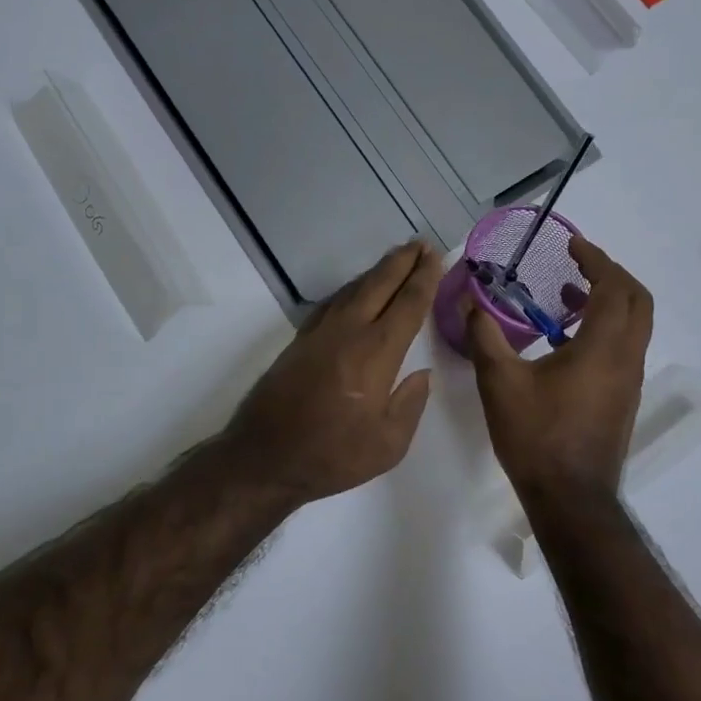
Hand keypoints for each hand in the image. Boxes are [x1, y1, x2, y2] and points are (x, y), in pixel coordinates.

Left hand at [223, 241, 442, 505]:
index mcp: (376, 353)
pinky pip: (332, 303)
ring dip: (377, 271)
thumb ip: (410, 405)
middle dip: (402, 262)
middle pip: (379, 285)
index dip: (424, 279)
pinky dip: (350, 289)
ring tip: (395, 259)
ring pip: (353, 290)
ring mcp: (319, 333)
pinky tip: (356, 290)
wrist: (264, 457)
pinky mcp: (299, 341)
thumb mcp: (388, 445)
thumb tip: (421, 374)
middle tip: (421, 244)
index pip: (407, 305)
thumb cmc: (332, 456)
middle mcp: (348, 332)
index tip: (436, 257)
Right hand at [465, 234, 653, 499]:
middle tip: (578, 263)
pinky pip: (624, 347)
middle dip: (611, 274)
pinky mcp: (622, 399)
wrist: (569, 498)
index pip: (614, 287)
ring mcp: (628, 381)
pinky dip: (605, 327)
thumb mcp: (499, 381)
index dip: (596, 259)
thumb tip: (468, 298)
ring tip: (567, 295)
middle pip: (638, 301)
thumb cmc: (536, 435)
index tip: (572, 244)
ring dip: (609, 301)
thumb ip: (483, 334)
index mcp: (603, 347)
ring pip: (635, 326)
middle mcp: (626, 358)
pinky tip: (565, 341)